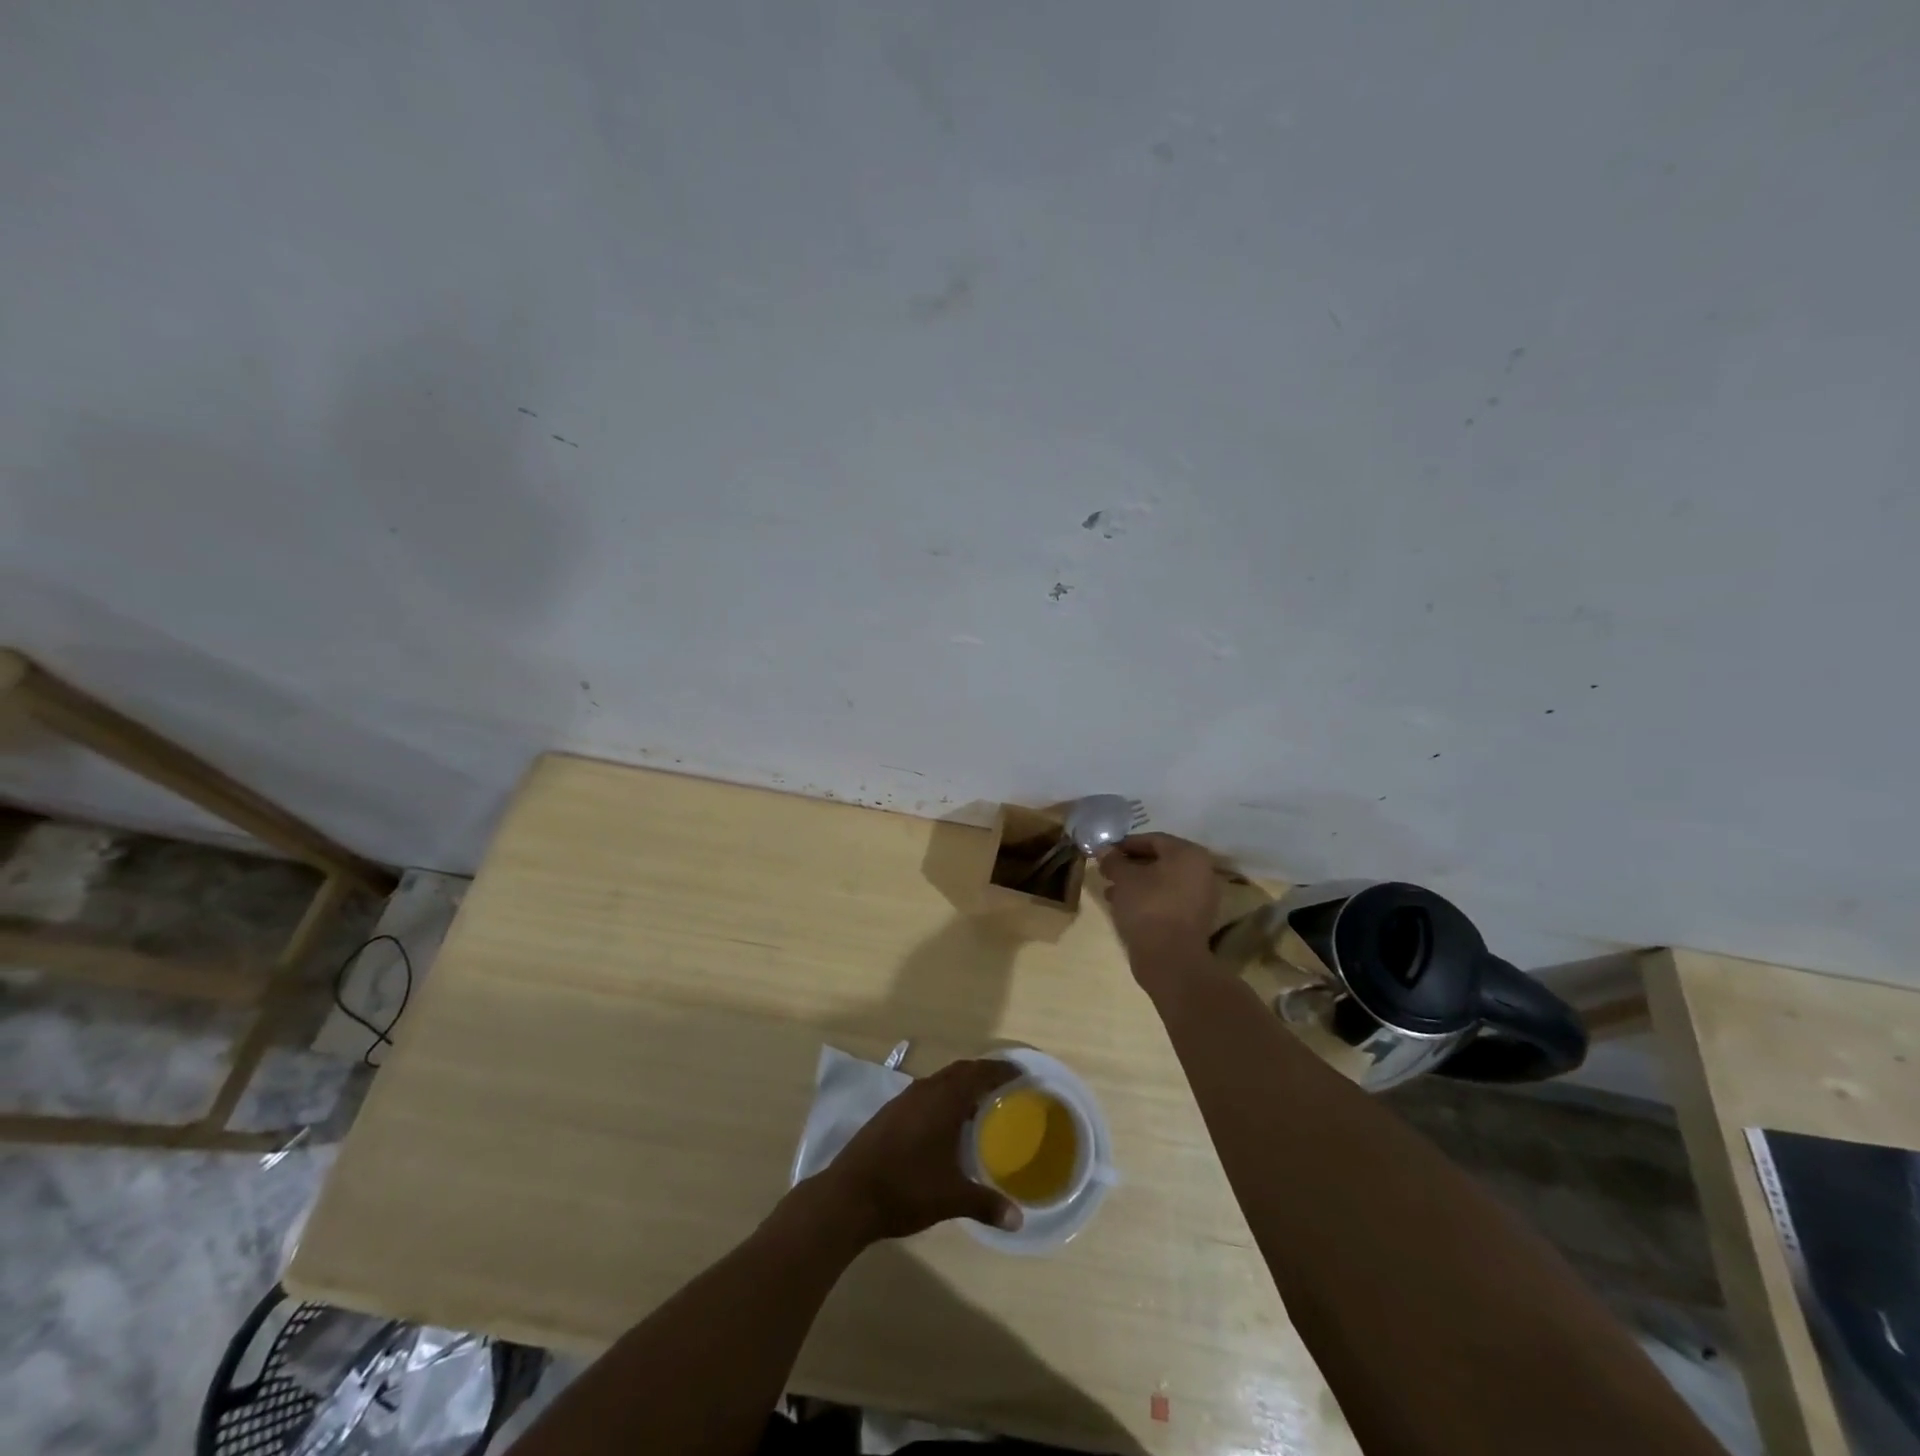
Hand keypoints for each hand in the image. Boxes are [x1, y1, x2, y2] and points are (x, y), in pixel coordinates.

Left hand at [817, 1058, 1023, 1241]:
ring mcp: (903, 1101)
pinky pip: (925, 1094)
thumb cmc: (905, 1189)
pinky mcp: (889, 1114)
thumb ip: (986, 1204)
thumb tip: (1018, 1220)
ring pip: (939, 1082)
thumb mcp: (951, 1198)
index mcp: (943, 1100)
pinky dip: (942, 1099)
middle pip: (959, 1071)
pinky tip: (945, 1125)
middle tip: (1004, 1086)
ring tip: (979, 1105)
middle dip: (982, 1074)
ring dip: (960, 1086)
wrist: (849, 1195)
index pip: (978, 1073)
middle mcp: (924, 1091)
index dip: (1001, 1071)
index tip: (1020, 1074)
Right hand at [1097, 832, 1221, 975]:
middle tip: (1107, 871)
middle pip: (1160, 860)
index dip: (1126, 844)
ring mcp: (1200, 896)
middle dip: (1130, 865)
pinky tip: (1124, 906)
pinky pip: (1167, 899)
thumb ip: (1114, 860)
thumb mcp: (1124, 879)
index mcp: (1188, 854)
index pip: (1153, 839)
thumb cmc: (1148, 907)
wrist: (1170, 959)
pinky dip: (1147, 899)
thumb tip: (1105, 850)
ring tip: (1110, 891)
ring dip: (1136, 883)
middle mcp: (1201, 871)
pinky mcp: (1194, 919)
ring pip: (1162, 882)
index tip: (1105, 852)